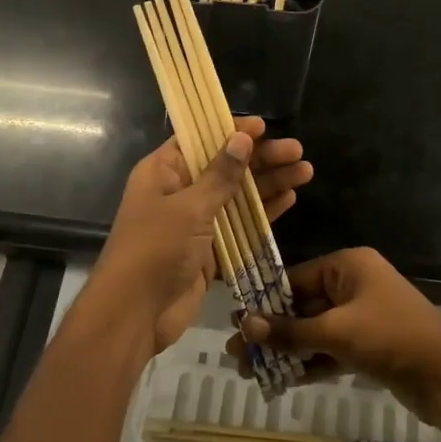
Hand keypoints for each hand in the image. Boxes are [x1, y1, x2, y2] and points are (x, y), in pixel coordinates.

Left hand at [84, 118, 313, 355]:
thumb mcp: (189, 207)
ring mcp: (194, 223)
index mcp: (163, 172)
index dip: (231, 131)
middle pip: (224, 166)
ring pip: (237, 196)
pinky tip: (289, 199)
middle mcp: (179, 192)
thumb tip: (241, 138)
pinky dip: (262, 213)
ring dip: (268, 184)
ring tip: (305, 171)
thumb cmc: (156, 250)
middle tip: (297, 151)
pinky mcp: (209, 251)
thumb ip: (219, 175)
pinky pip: (239, 226)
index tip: (264, 127)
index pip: (200, 139)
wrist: (135, 314)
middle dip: (261, 158)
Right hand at [231, 247, 440, 421]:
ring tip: (250, 372)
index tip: (237, 325)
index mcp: (348, 266)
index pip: (295, 279)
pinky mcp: (368, 346)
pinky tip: (281, 380)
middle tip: (237, 356)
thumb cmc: (391, 338)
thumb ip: (289, 331)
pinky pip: (329, 349)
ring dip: (286, 351)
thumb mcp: (336, 332)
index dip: (265, 303)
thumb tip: (244, 324)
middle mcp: (354, 285)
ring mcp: (362, 317)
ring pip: (314, 331)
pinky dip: (308, 363)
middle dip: (271, 332)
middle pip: (301, 306)